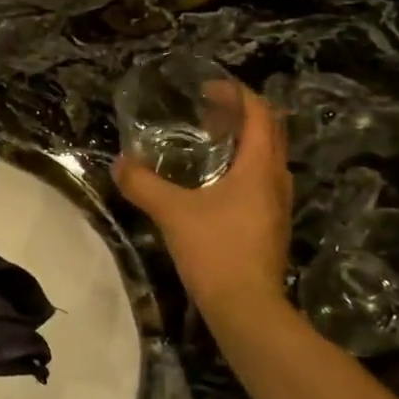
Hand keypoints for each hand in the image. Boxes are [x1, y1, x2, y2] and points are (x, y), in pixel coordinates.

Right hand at [114, 86, 291, 315]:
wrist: (247, 309)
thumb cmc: (216, 251)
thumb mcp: (172, 212)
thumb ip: (143, 184)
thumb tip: (120, 163)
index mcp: (259, 166)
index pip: (259, 113)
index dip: (237, 93)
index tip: (208, 88)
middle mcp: (277, 179)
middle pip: (270, 131)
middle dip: (242, 114)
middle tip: (208, 111)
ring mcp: (278, 204)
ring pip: (268, 157)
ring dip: (245, 141)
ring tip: (210, 141)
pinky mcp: (272, 225)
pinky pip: (263, 180)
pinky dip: (244, 167)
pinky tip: (215, 182)